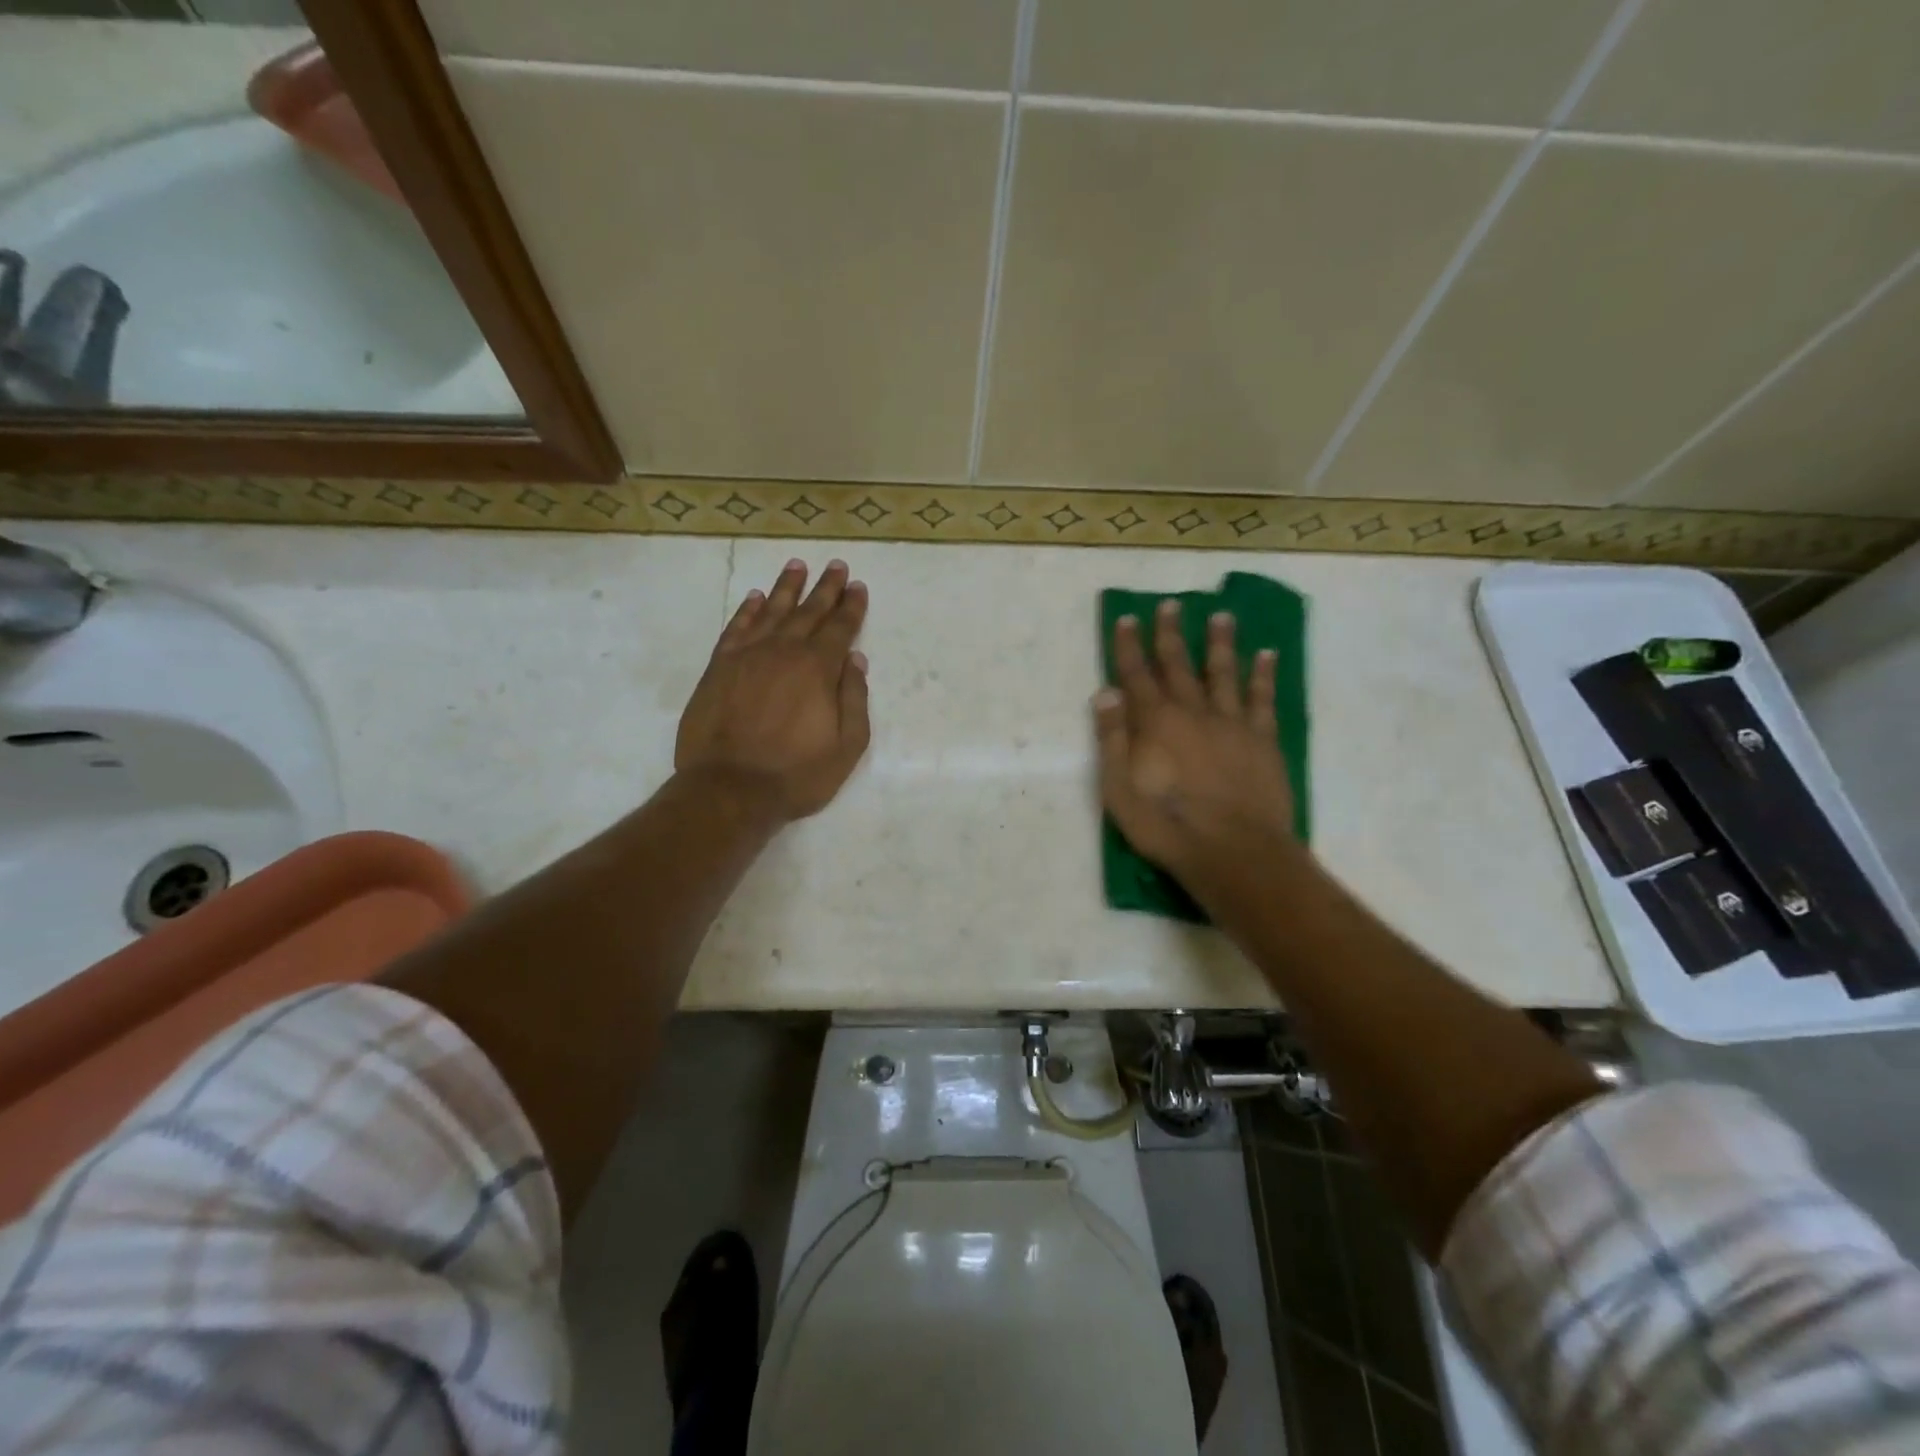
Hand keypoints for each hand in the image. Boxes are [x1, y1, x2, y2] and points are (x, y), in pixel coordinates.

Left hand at [676, 558, 870, 820]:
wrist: (728, 789)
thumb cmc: (796, 774)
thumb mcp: (846, 746)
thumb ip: (854, 699)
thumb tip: (856, 661)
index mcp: (818, 669)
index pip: (840, 628)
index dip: (852, 607)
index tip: (858, 586)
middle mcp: (784, 652)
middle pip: (808, 611)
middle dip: (826, 588)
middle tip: (836, 566)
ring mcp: (747, 656)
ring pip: (772, 611)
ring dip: (787, 587)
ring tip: (797, 565)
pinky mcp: (719, 668)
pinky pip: (736, 628)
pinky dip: (748, 610)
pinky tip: (756, 598)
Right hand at [1095, 600, 1296, 882]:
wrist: (1233, 852)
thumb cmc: (1166, 825)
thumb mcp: (1119, 790)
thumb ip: (1112, 738)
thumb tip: (1106, 692)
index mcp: (1155, 723)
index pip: (1136, 675)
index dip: (1129, 646)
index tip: (1127, 618)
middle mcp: (1193, 712)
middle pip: (1178, 665)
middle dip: (1170, 634)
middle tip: (1170, 605)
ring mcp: (1232, 724)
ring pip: (1223, 673)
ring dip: (1220, 643)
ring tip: (1222, 616)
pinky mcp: (1262, 740)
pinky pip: (1262, 699)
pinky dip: (1263, 675)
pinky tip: (1267, 655)